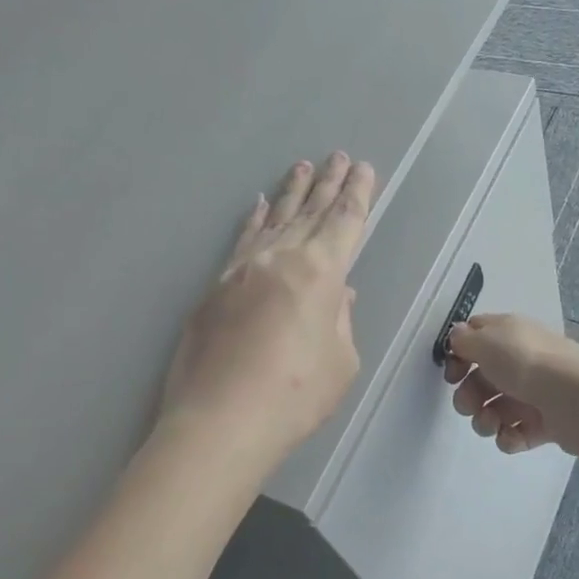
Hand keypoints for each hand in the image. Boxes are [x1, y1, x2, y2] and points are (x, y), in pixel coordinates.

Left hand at [161, 152, 376, 469]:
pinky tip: (257, 206)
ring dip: (291, 193)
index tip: (364, 169)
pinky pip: (241, 241)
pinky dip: (252, 221)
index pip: (344, 222)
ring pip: (273, 220)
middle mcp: (281, 258)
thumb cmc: (295, 396)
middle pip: (310, 212)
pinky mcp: (214, 288)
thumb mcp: (340, 362)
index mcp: (320, 272)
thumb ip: (340, 320)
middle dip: (328, 183)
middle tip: (339, 156)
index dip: (357, 194)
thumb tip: (337, 296)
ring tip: (302, 167)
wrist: (219, 422)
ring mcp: (242, 270)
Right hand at [443, 314, 578, 456]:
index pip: (477, 338)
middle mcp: (522, 360)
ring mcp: (535, 393)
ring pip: (496, 409)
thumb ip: (464, 340)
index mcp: (509, 334)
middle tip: (470, 406)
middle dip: (468, 396)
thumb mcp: (486, 341)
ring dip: (484, 420)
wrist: (576, 398)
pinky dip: (510, 437)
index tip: (452, 374)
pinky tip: (513, 435)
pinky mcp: (546, 423)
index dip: (459, 355)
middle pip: (482, 379)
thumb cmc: (526, 363)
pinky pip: (516, 432)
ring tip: (492, 424)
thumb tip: (459, 336)